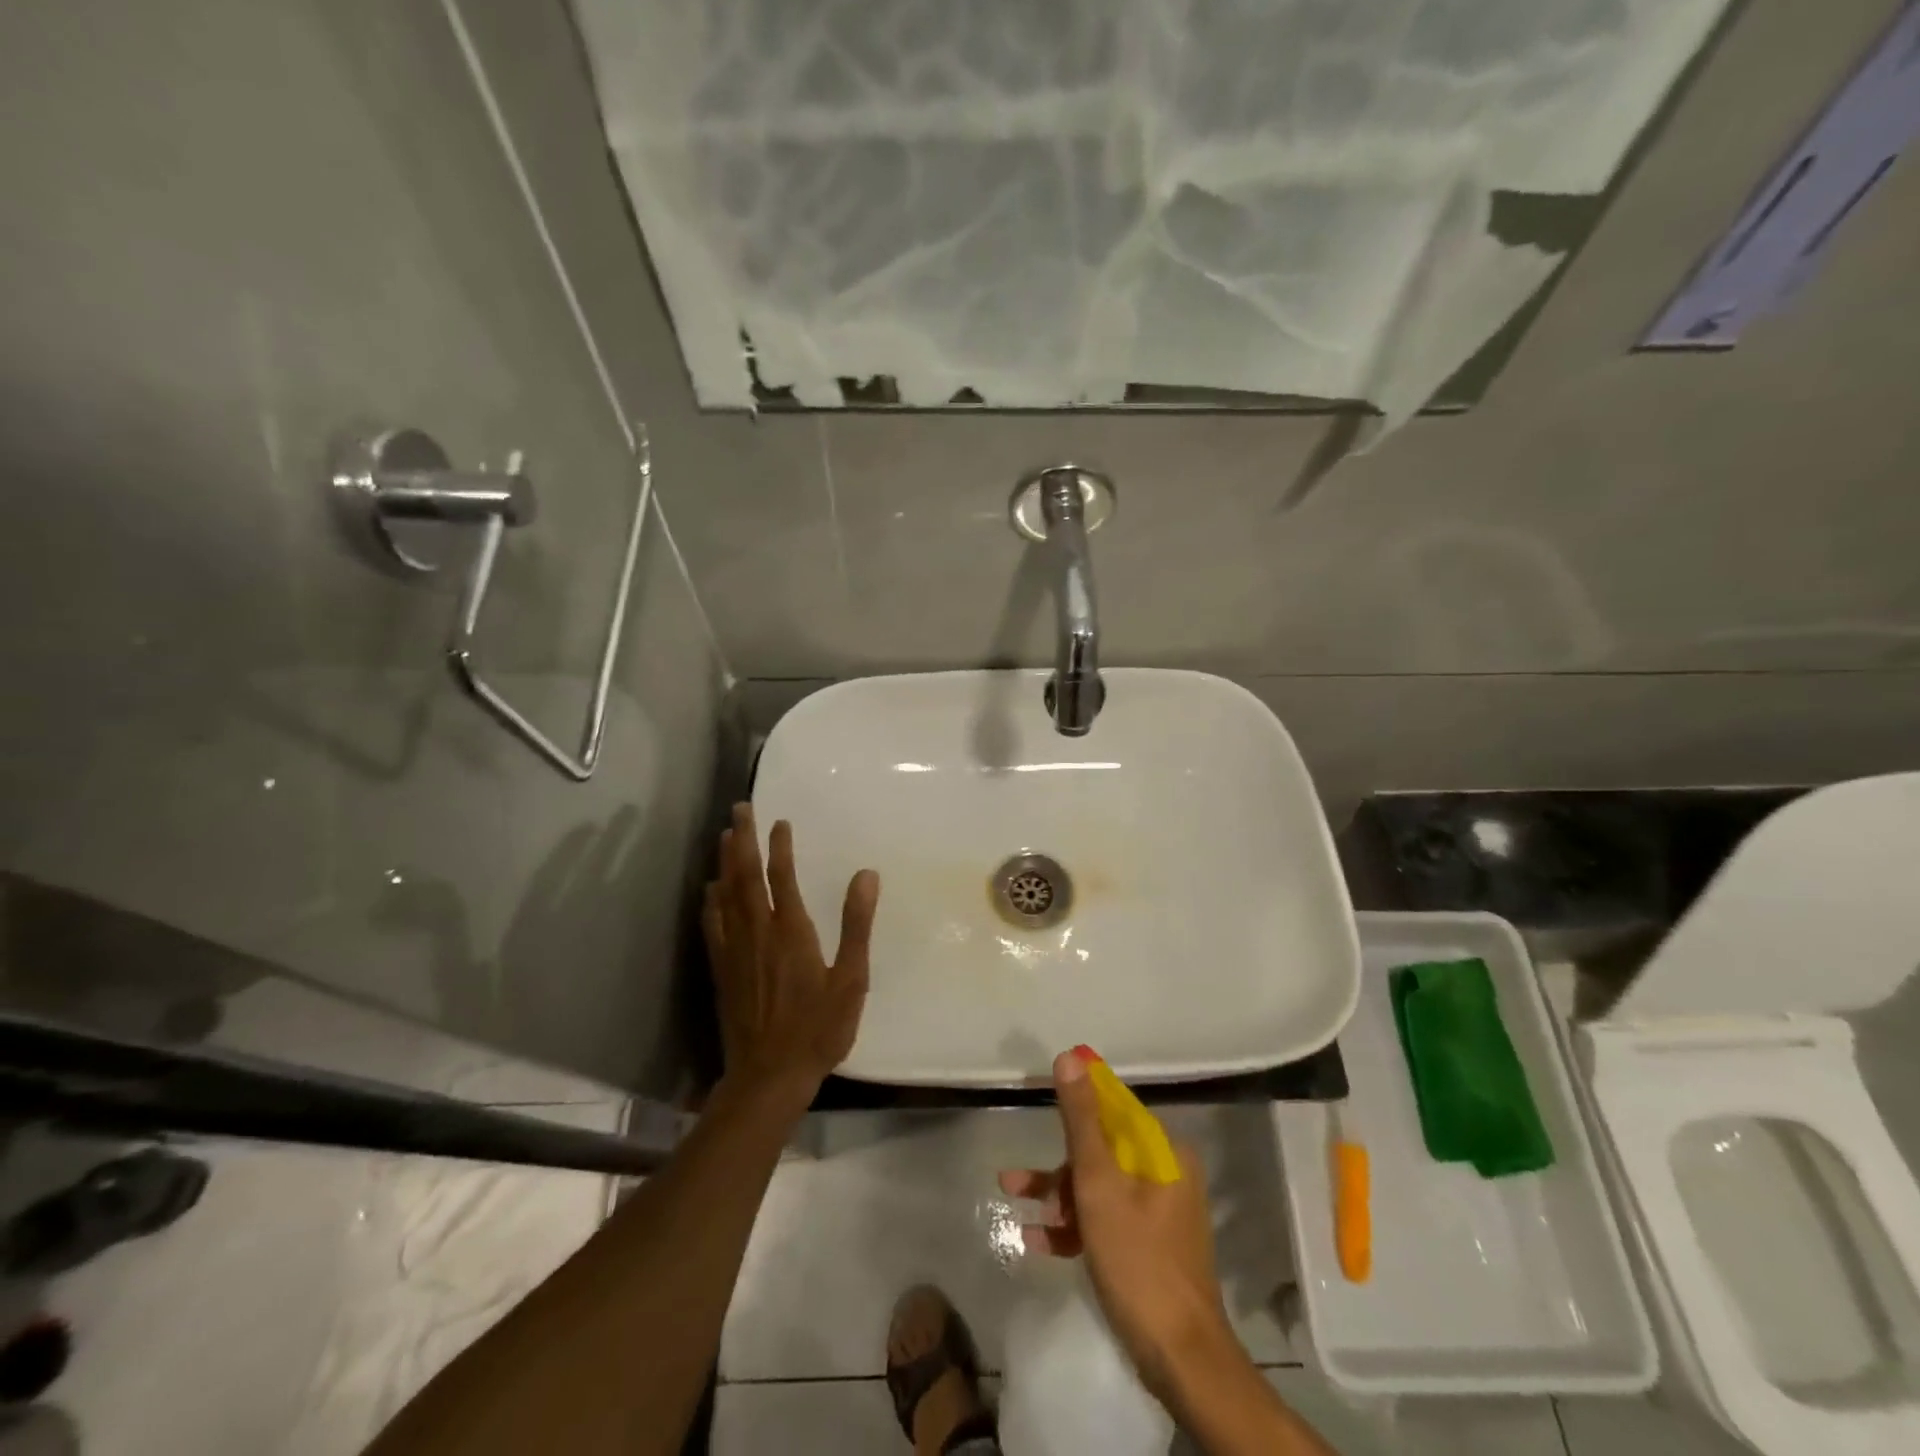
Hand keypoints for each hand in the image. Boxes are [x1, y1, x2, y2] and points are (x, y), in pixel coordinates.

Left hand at [702, 803, 879, 1114]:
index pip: (782, 877)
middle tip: (740, 808)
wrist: (769, 1076)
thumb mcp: (851, 979)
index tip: (780, 821)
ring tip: (725, 835)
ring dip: (725, 862)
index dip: (780, 846)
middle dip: (743, 839)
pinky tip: (710, 890)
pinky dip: (711, 901)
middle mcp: (758, 932)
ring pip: (726, 895)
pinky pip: (713, 925)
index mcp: (791, 931)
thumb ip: (857, 925)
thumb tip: (867, 875)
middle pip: (746, 876)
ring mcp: (735, 951)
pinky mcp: (722, 970)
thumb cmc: (818, 1028)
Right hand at [999, 1049, 1230, 1397]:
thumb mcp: (1099, 1185)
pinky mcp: (1149, 1245)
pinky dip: (1075, 1226)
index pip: (1114, 1108)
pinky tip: (1039, 1240)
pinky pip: (1106, 1219)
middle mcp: (1165, 1173)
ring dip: (1059, 1197)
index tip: (1041, 1100)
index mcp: (1163, 1151)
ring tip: (1018, 1206)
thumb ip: (1081, 1120)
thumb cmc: (1138, 1261)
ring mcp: (1158, 1211)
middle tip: (1020, 1182)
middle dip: (1059, 1167)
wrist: (1181, 1359)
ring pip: (1099, 1187)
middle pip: (1102, 1151)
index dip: (1077, 1102)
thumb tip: (1070, 1058)